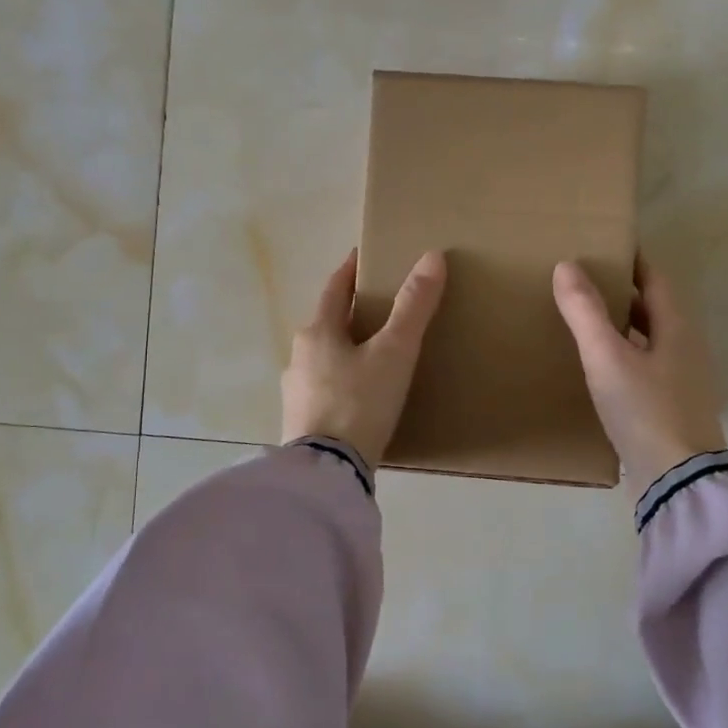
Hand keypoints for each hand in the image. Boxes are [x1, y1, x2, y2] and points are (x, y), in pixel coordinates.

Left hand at [282, 249, 447, 465]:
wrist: (328, 471)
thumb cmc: (360, 402)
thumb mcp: (394, 352)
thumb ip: (414, 307)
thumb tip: (432, 257)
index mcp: (317, 332)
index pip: (334, 290)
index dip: (350, 272)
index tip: (361, 257)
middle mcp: (298, 356)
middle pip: (326, 325)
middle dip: (348, 314)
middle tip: (377, 309)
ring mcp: (295, 392)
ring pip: (323, 359)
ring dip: (343, 350)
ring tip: (371, 355)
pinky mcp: (300, 422)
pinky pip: (323, 390)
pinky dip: (340, 382)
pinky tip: (357, 397)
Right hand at [553, 257, 727, 493]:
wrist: (678, 480)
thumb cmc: (645, 410)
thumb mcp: (608, 357)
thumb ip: (585, 312)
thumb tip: (566, 266)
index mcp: (677, 329)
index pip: (655, 281)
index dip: (632, 262)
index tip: (605, 247)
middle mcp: (685, 350)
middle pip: (654, 311)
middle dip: (623, 294)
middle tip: (584, 283)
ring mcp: (681, 383)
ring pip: (648, 342)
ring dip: (622, 328)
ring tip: (585, 323)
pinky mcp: (670, 410)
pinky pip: (644, 370)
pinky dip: (622, 359)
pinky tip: (598, 370)